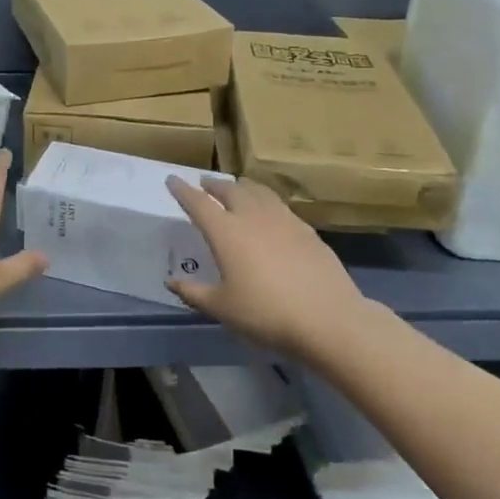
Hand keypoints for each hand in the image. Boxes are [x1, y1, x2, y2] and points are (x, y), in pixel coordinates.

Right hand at [165, 175, 369, 356]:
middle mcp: (252, 216)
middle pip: (229, 190)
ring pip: (258, 191)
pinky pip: (279, 205)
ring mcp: (283, 220)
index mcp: (226, 232)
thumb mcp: (222, 308)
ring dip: (242, 186)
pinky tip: (270, 212)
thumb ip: (194, 293)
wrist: (328, 319)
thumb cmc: (266, 313)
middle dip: (213, 184)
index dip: (182, 190)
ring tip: (237, 186)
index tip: (172, 179)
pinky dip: (266, 200)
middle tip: (204, 183)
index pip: (198, 203)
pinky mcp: (306, 229)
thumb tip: (171, 281)